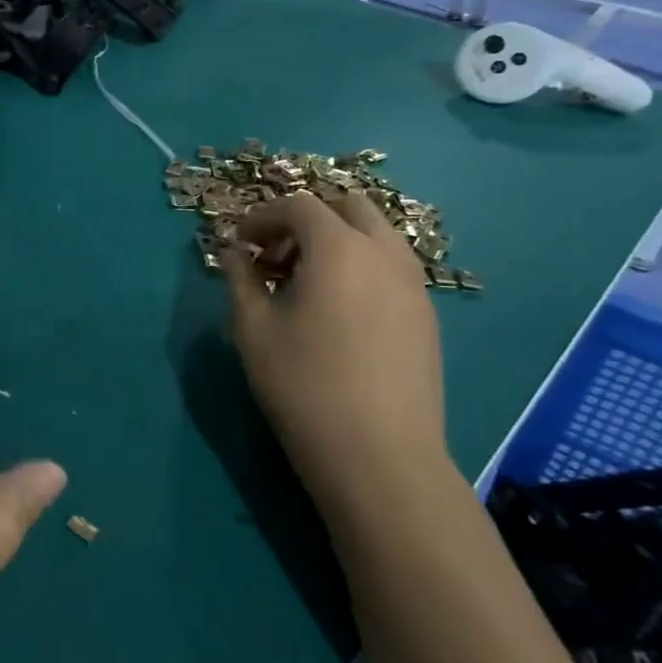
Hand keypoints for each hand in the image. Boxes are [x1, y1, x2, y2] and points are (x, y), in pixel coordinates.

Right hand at [221, 189, 447, 507]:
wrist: (380, 457)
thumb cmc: (304, 385)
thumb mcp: (253, 329)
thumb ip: (240, 279)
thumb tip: (235, 253)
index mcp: (339, 248)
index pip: (298, 205)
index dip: (262, 216)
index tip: (240, 243)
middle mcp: (384, 253)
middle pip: (346, 206)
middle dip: (306, 219)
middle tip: (277, 255)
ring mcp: (413, 283)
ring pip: (376, 233)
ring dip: (337, 239)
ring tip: (307, 282)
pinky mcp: (426, 315)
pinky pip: (391, 266)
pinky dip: (361, 265)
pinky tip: (339, 309)